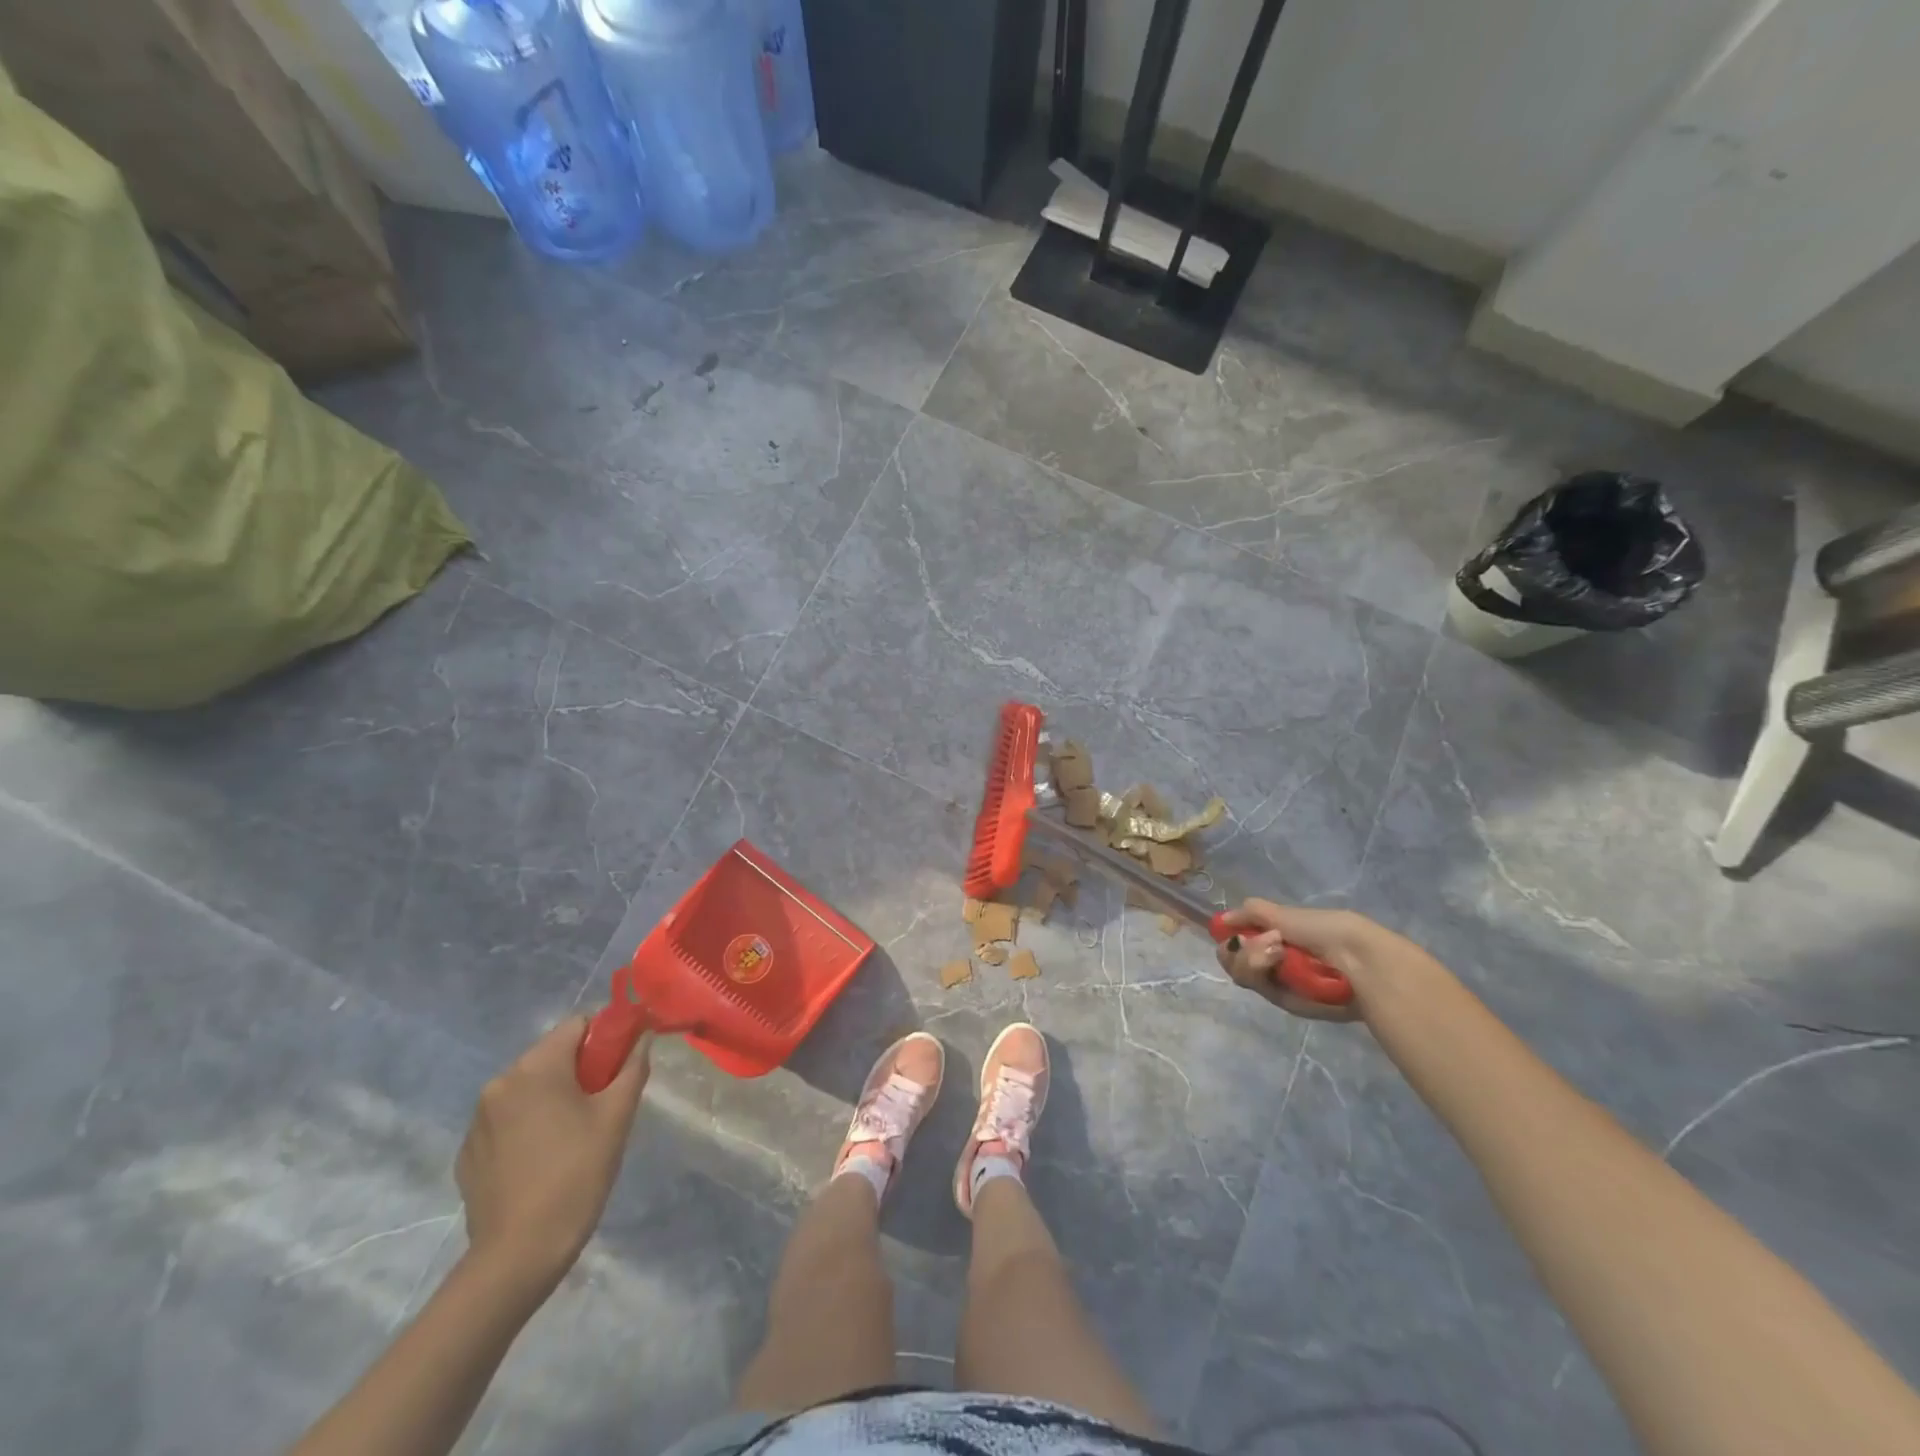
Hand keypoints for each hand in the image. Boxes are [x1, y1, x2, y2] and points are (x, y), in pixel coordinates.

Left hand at [455, 1016, 649, 1296]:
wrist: (518, 1255)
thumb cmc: (576, 1174)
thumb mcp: (617, 1116)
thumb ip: (632, 1068)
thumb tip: (642, 1040)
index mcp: (536, 1067)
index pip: (577, 1025)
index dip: (606, 1036)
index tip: (622, 1064)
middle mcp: (500, 1083)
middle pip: (551, 1055)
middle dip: (580, 1069)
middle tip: (603, 1103)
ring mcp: (478, 1120)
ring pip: (528, 1088)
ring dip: (553, 1097)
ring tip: (574, 1135)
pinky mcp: (467, 1153)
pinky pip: (506, 1120)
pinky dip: (528, 1125)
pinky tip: (544, 1159)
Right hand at [1216, 900, 1426, 1020]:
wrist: (1358, 959)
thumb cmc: (1325, 930)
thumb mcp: (1285, 914)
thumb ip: (1251, 913)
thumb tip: (1222, 920)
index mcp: (1276, 940)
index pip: (1238, 943)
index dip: (1232, 938)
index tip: (1234, 931)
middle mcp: (1275, 963)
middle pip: (1234, 961)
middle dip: (1243, 950)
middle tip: (1268, 943)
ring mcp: (1282, 985)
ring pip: (1243, 975)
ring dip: (1253, 959)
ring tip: (1278, 953)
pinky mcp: (1290, 1004)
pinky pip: (1262, 990)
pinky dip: (1265, 973)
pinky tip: (1280, 962)